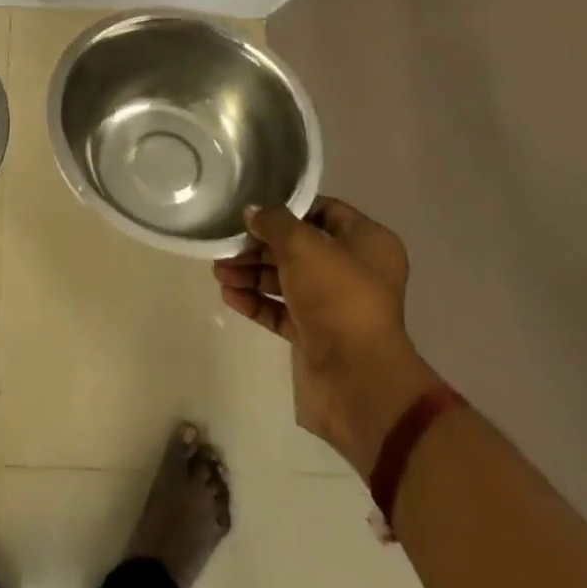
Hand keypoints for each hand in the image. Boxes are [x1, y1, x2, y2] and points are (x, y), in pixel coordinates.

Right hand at [213, 199, 442, 477]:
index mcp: (367, 242)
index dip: (287, 207)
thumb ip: (273, 222)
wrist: (357, 380)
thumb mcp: (302, 245)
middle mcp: (354, 270)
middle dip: (260, 246)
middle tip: (226, 245)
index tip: (253, 208)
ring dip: (252, 273)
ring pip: (287, 279)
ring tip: (219, 272)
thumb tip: (252, 212)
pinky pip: (281, 311)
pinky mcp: (316, 335)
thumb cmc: (337, 296)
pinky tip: (229, 295)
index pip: (323, 210)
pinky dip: (256, 301)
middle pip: (299, 247)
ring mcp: (335, 305)